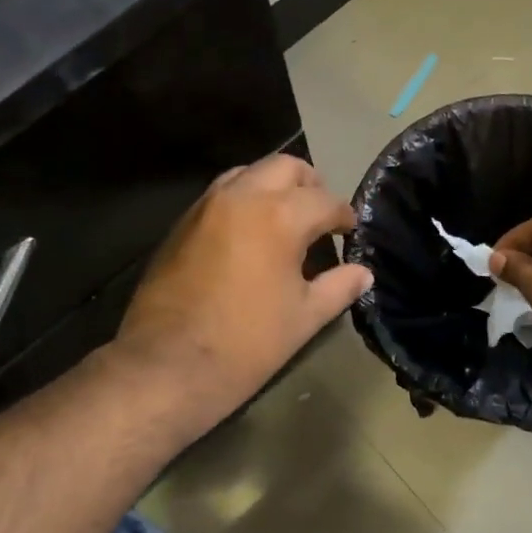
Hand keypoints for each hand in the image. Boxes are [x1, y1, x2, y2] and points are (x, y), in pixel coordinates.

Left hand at [116, 154, 371, 433]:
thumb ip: (338, 287)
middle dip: (309, 184)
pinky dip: (241, 200)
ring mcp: (206, 206)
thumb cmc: (247, 343)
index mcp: (279, 216)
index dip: (344, 215)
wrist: (168, 364)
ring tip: (284, 217)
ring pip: (246, 173)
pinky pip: (219, 195)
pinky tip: (248, 233)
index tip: (350, 230)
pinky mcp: (181, 224)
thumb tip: (363, 273)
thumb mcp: (304, 318)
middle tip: (320, 213)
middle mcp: (242, 197)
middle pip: (284, 167)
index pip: (324, 200)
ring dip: (271, 185)